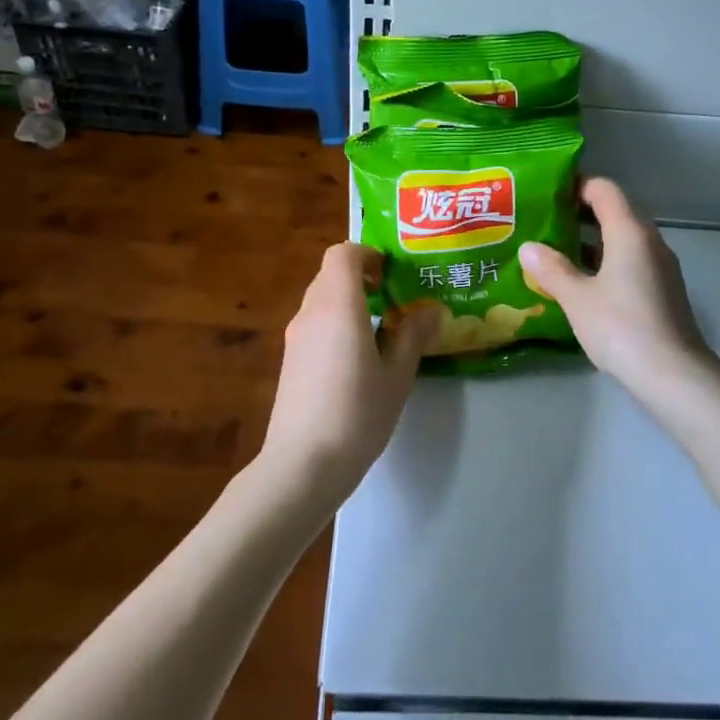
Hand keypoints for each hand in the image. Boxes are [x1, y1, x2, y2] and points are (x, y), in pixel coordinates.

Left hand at [259, 242, 436, 509]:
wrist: (303, 465)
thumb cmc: (357, 414)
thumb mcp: (397, 375)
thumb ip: (412, 336)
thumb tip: (430, 311)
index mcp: (338, 306)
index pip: (342, 254)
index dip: (367, 254)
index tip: (391, 274)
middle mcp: (311, 312)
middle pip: (330, 275)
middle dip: (361, 278)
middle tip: (394, 299)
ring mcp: (295, 337)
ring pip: (321, 300)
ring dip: (349, 302)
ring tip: (381, 330)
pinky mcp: (289, 361)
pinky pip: (314, 324)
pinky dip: (335, 324)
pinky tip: (358, 359)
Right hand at [520, 177, 718, 406]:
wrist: (674, 374)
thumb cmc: (621, 327)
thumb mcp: (577, 298)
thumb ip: (551, 269)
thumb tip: (528, 247)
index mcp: (629, 232)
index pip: (604, 189)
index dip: (575, 185)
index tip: (546, 194)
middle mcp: (649, 241)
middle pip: (614, 211)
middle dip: (578, 214)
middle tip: (542, 224)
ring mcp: (660, 266)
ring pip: (622, 239)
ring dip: (590, 241)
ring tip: (554, 253)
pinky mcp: (663, 289)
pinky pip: (630, 261)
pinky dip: (605, 262)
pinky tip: (581, 283)